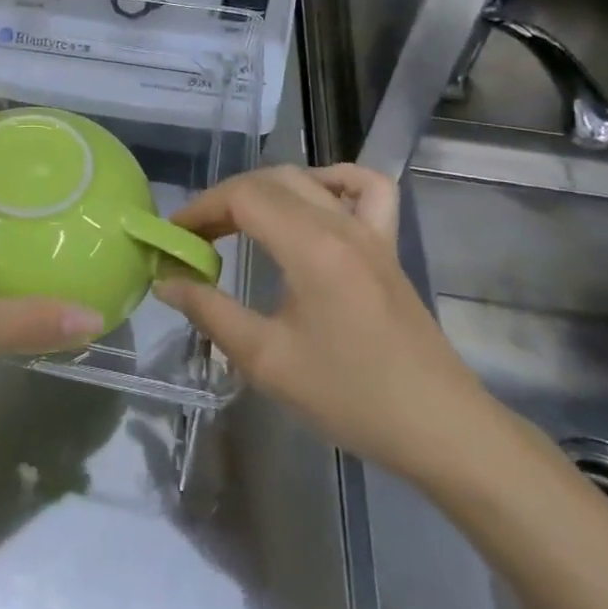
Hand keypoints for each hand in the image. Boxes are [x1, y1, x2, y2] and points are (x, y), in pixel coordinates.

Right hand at [155, 164, 499, 484]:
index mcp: (310, 246)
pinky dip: (332, 181)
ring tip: (239, 222)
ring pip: (307, 179)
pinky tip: (312, 201)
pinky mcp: (387, 246)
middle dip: (223, 201)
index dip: (200, 209)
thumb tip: (167, 281)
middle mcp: (340, 224)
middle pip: (269, 181)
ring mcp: (370, 231)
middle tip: (196, 238)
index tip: (173, 237)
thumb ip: (210, 312)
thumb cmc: (350, 397)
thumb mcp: (267, 361)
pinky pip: (365, 188)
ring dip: (264, 190)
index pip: (242, 197)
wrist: (441, 429)